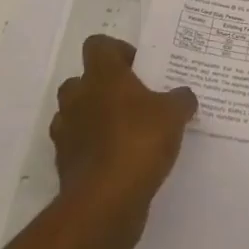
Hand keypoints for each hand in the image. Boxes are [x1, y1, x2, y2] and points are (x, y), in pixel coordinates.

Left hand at [51, 36, 197, 248]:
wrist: (105, 204)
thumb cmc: (139, 142)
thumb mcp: (174, 114)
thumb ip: (180, 99)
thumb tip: (184, 96)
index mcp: (102, 76)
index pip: (98, 45)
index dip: (118, 51)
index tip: (140, 68)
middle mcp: (78, 98)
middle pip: (82, 80)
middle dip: (103, 87)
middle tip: (133, 100)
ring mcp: (67, 133)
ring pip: (76, 115)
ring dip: (95, 120)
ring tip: (126, 132)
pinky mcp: (65, 166)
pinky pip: (78, 148)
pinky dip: (94, 151)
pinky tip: (120, 161)